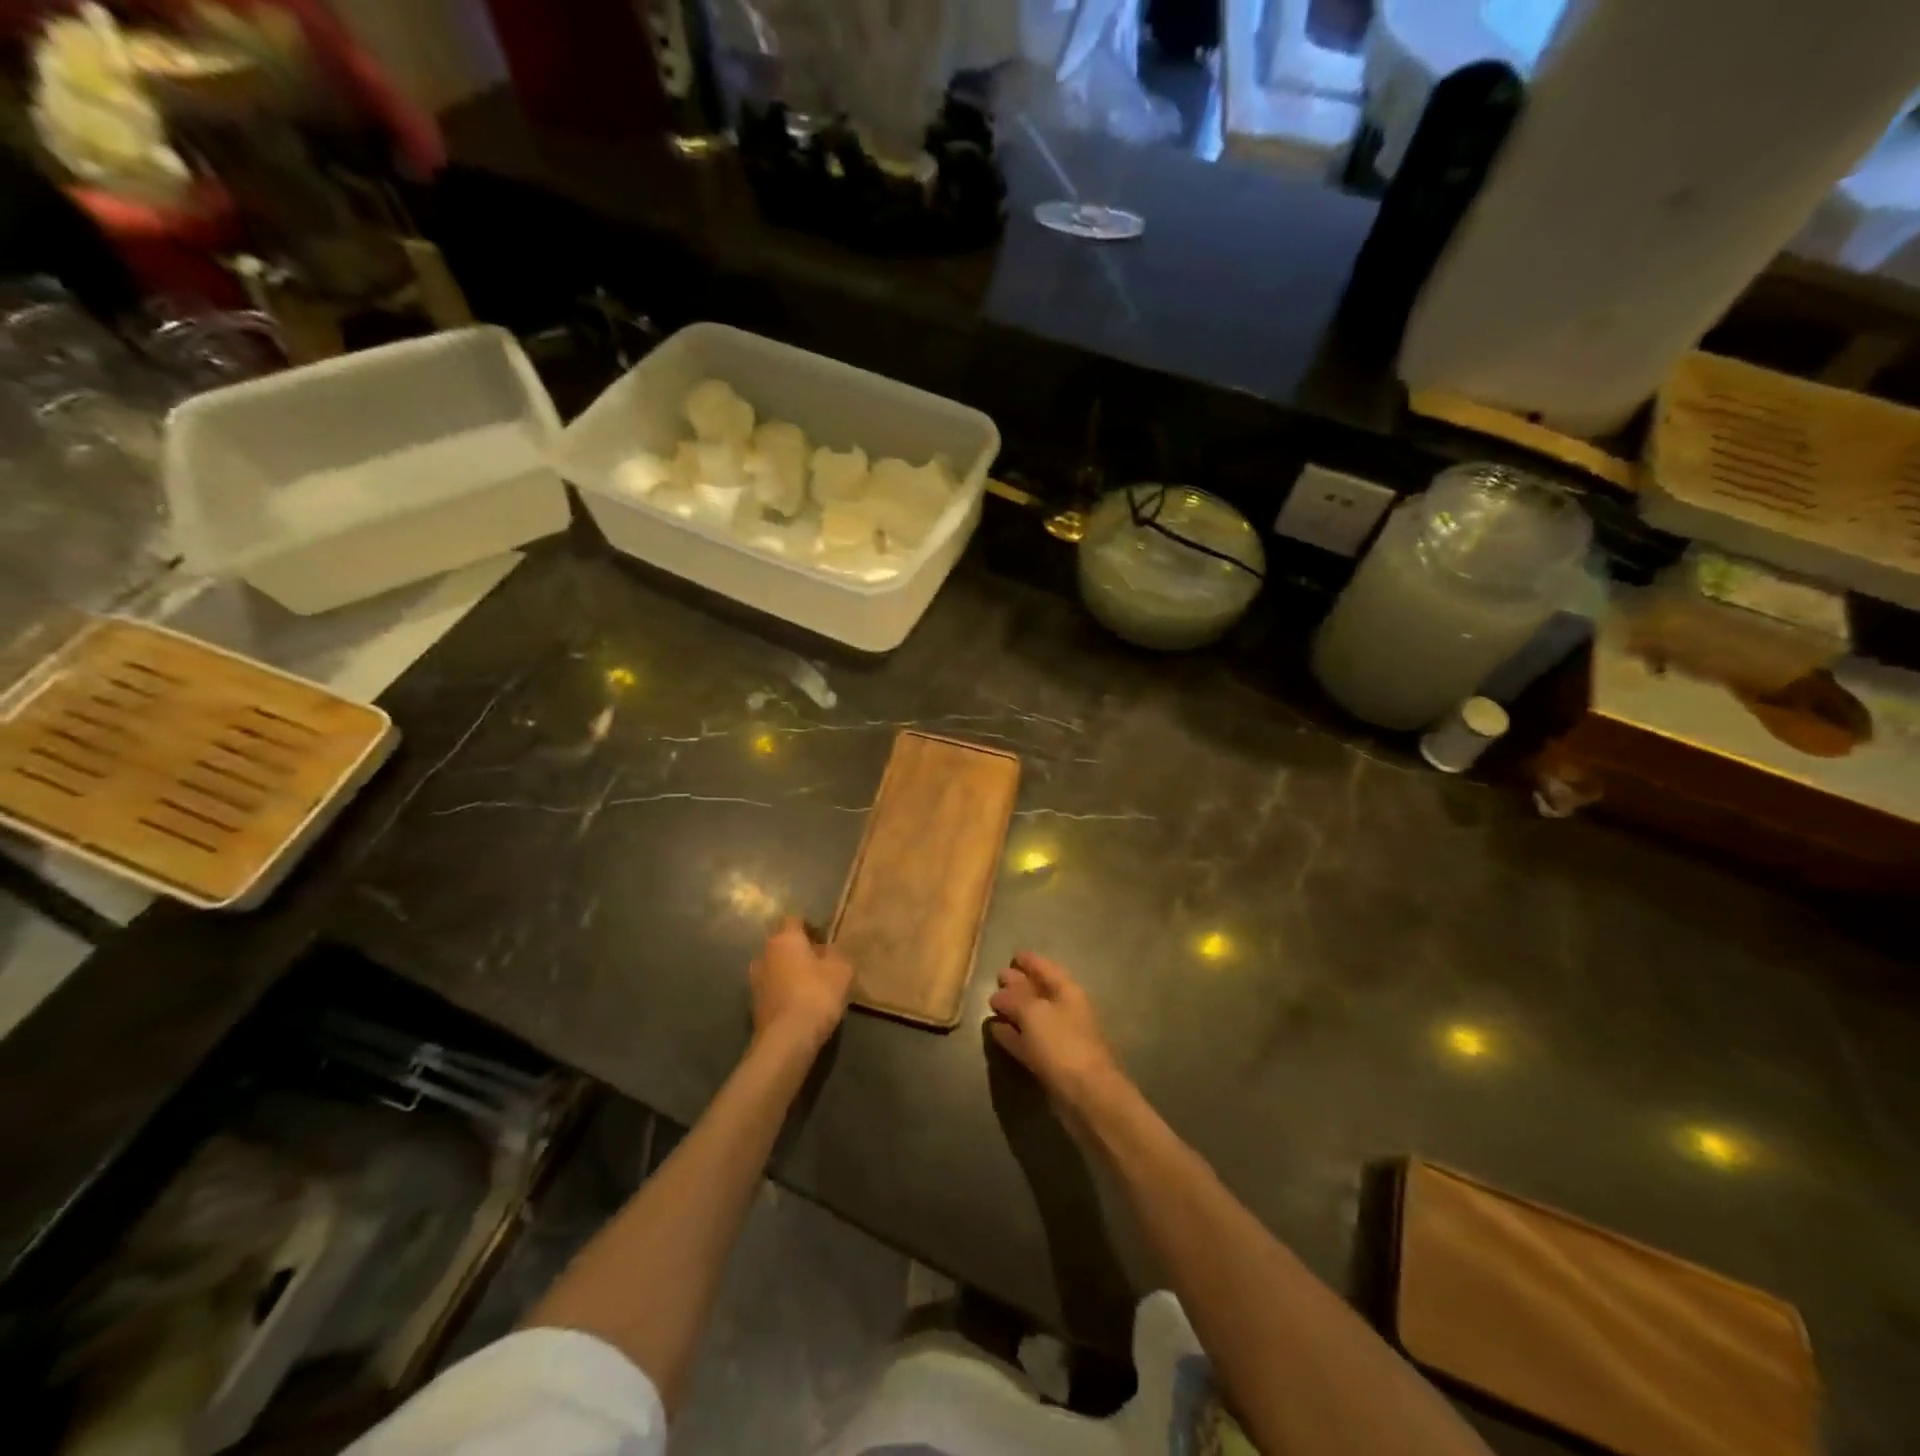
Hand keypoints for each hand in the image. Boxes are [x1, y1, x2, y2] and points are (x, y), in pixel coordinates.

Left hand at [750, 917, 852, 1054]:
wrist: (788, 1038)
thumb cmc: (817, 994)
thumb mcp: (841, 969)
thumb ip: (835, 954)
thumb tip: (826, 951)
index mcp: (784, 938)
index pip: (794, 919)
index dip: (810, 926)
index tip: (824, 939)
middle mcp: (764, 953)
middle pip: (782, 944)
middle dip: (798, 950)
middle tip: (819, 962)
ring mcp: (754, 980)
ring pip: (775, 967)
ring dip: (789, 972)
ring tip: (810, 985)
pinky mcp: (753, 1004)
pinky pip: (772, 988)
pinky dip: (783, 991)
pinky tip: (800, 1004)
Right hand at [987, 952, 1124, 1112]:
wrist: (1087, 1095)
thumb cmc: (1062, 1044)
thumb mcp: (1033, 1013)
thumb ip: (1014, 999)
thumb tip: (999, 993)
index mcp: (1068, 992)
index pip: (1046, 969)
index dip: (1030, 961)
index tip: (1013, 955)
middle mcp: (1066, 1011)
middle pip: (1040, 992)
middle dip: (1019, 984)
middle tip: (998, 977)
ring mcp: (1060, 1038)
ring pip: (1033, 1018)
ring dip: (1014, 1011)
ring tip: (992, 1004)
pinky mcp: (1052, 1063)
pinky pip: (1029, 1041)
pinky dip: (1013, 1035)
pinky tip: (996, 1031)